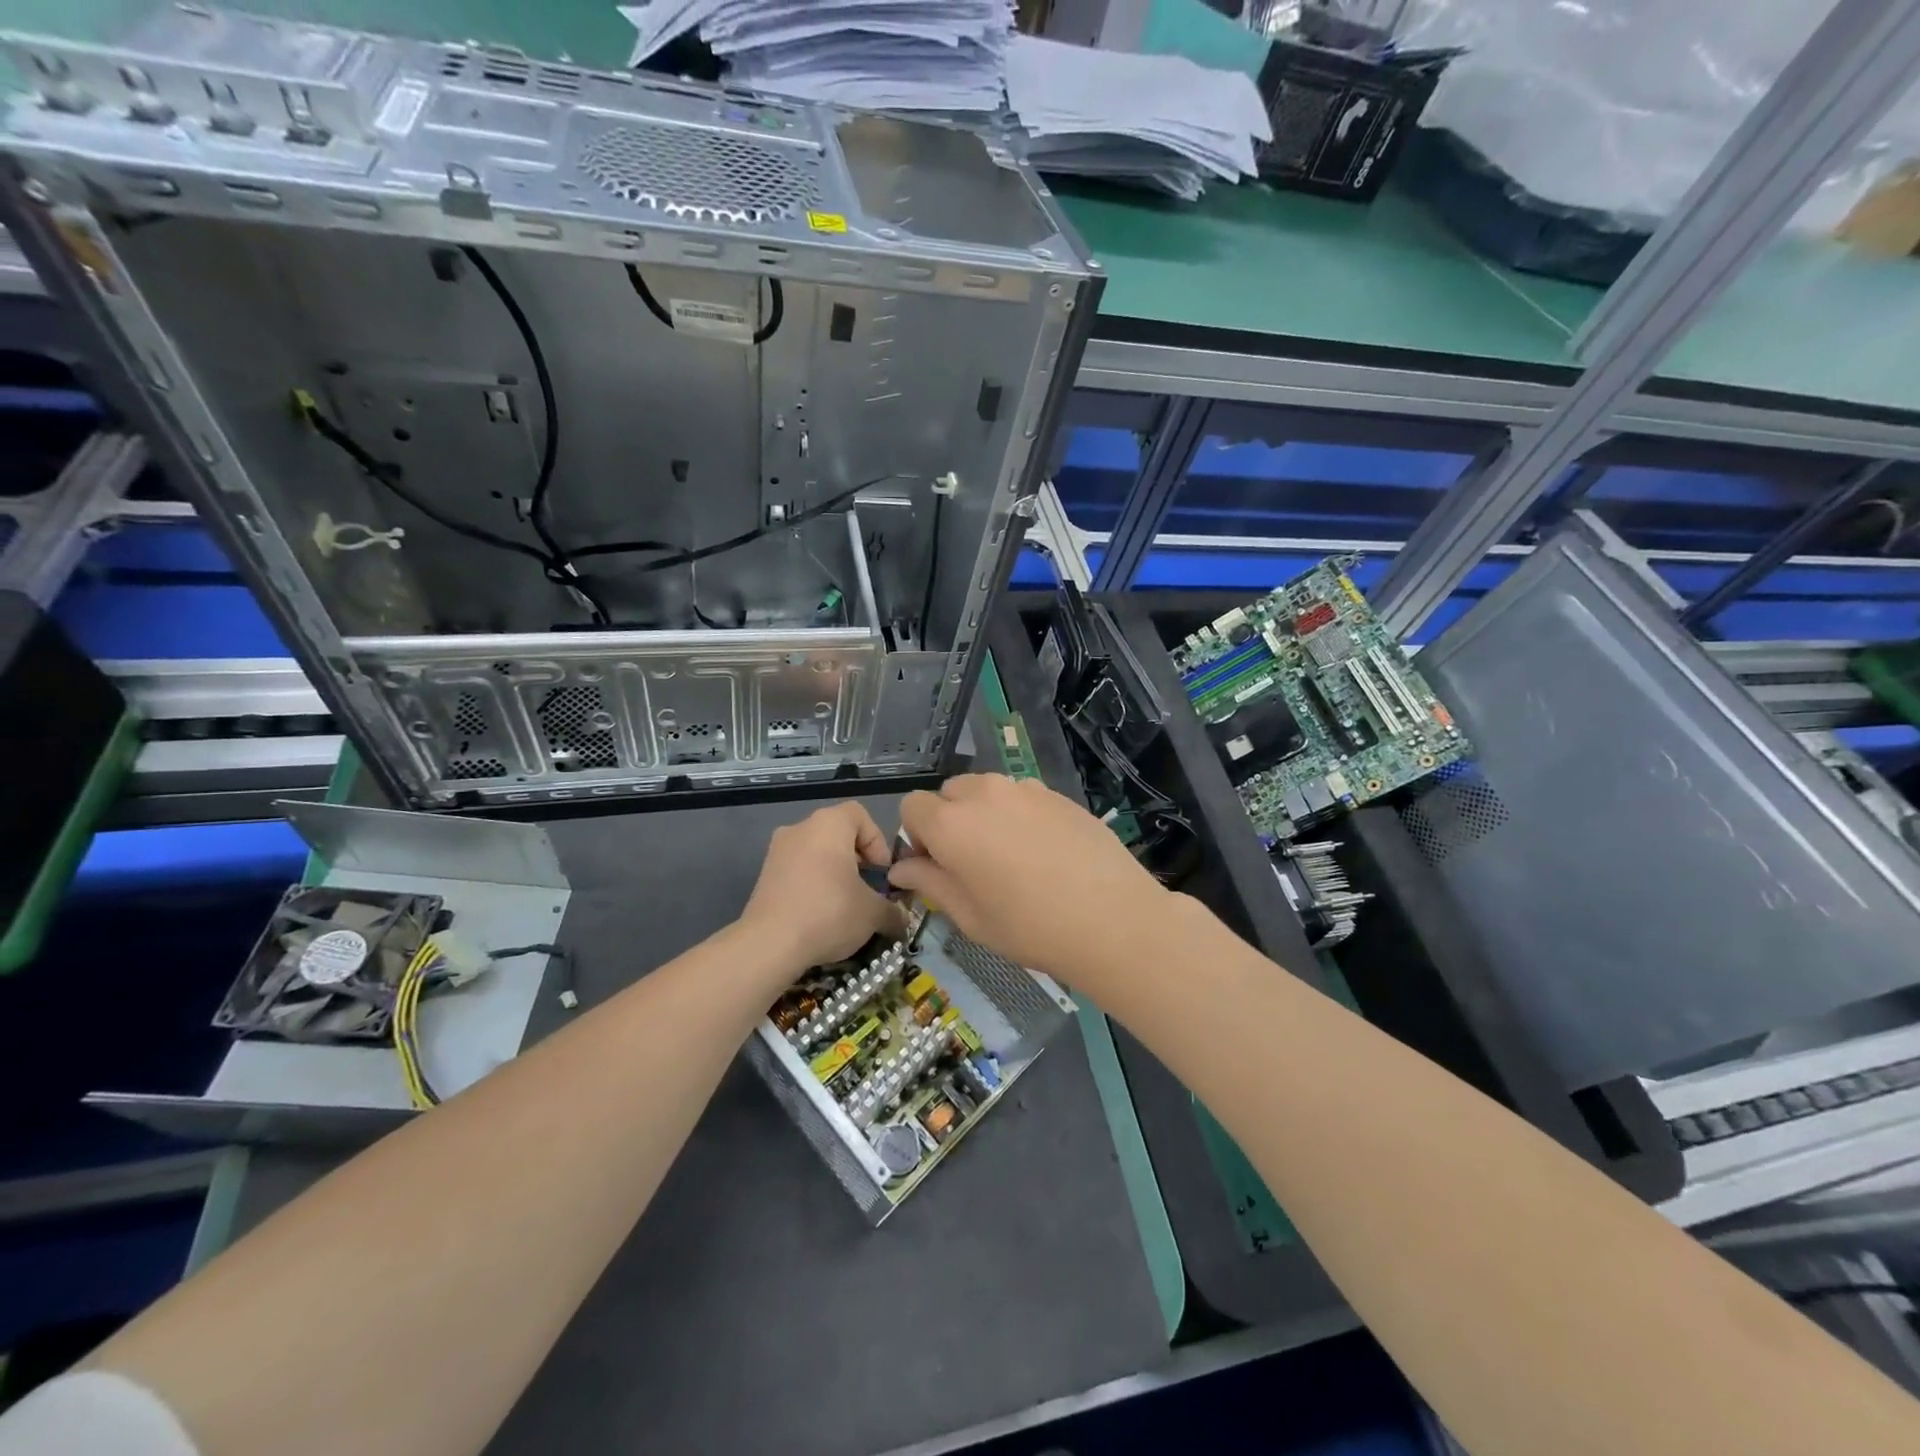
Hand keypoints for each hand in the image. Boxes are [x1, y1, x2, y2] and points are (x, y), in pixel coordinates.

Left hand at [739, 800, 903, 971]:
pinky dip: (813, 886)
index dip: (878, 842)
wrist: (769, 944)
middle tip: (868, 891)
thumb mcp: (874, 913)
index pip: (861, 815)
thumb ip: (894, 911)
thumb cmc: (829, 913)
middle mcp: (800, 828)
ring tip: (846, 906)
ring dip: (835, 875)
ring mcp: (777, 851)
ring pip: (817, 854)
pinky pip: (798, 871)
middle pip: (838, 835)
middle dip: (858, 861)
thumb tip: (902, 920)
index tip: (882, 874)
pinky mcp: (764, 875)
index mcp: (829, 824)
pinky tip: (820, 916)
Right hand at [888, 774, 1168, 984]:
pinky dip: (1018, 815)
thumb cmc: (1029, 926)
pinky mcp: (1057, 794)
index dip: (917, 836)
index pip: (912, 807)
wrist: (1111, 919)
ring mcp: (1024, 789)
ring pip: (986, 791)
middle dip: (949, 820)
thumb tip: (902, 868)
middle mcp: (983, 793)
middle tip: (972, 863)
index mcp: (951, 823)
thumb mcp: (969, 915)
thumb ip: (930, 882)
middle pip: (949, 793)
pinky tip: (1043, 852)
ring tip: (1010, 856)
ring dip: (984, 814)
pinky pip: (1021, 796)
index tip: (937, 866)